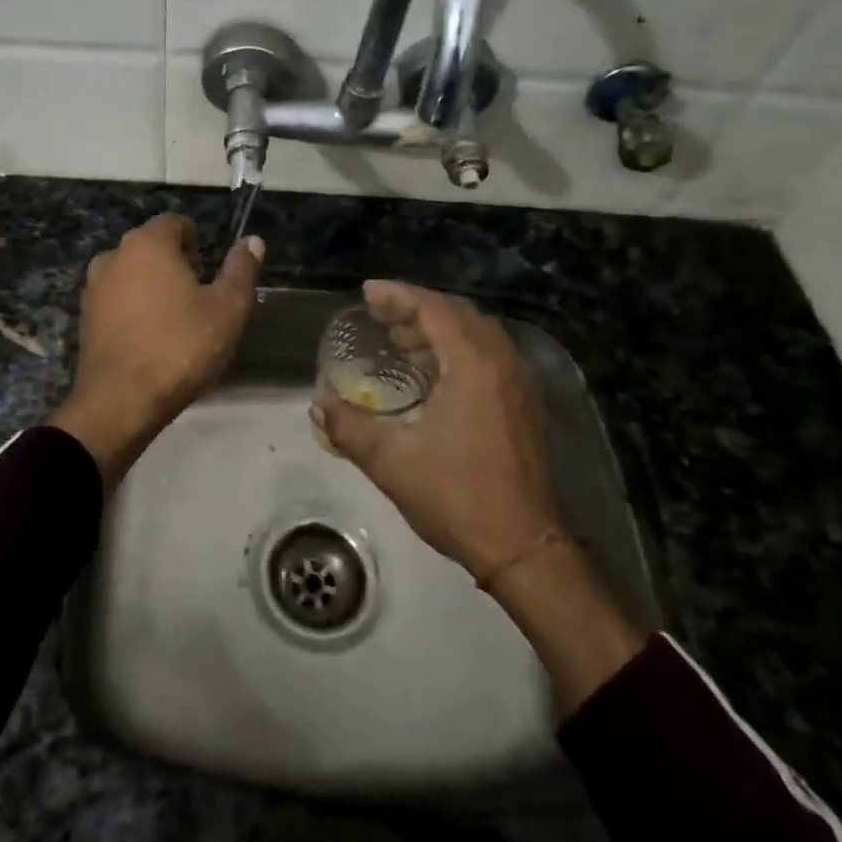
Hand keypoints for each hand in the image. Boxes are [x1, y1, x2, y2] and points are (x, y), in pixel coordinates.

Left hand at [49, 214, 263, 489]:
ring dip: (153, 289)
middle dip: (176, 266)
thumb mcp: (228, 309)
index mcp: (147, 243)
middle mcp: (113, 255)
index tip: (209, 277)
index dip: (198, 245)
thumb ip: (241, 270)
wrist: (120, 402)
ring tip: (174, 325)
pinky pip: (116, 301)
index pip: (176, 224)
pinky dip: (133, 311)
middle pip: (152, 248)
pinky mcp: (84, 318)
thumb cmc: (180, 347)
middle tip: (197, 303)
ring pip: (132, 275)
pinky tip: (149, 341)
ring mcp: (93, 287)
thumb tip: (253, 241)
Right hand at [313, 281, 646, 711]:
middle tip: (379, 315)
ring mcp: (519, 385)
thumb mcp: (391, 462)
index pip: (434, 310)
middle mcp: (502, 364)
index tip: (367, 292)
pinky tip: (431, 373)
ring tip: (399, 340)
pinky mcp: (524, 406)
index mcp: (473, 367)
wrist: (524, 548)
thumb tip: (317, 405)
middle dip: (416, 308)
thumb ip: (349, 428)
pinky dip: (457, 349)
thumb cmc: (456, 497)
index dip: (398, 295)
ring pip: (477, 335)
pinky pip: (489, 356)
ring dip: (438, 329)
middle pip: (458, 314)